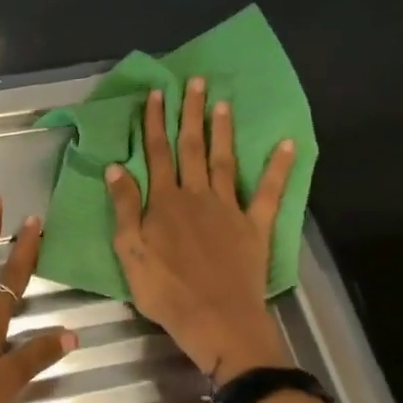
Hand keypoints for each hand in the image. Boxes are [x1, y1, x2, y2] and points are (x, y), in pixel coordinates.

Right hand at [104, 80, 297, 381]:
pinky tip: (288, 143)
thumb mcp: (129, 252)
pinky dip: (279, 167)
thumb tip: (114, 168)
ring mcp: (228, 208)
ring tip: (222, 101)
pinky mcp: (255, 226)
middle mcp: (196, 195)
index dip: (155, 123)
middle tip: (195, 81)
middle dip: (190, 113)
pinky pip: (268, 192)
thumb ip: (124, 208)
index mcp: (164, 202)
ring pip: (223, 160)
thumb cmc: (166, 291)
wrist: (216, 320)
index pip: (157, 154)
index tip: (156, 94)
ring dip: (222, 130)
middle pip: (191, 147)